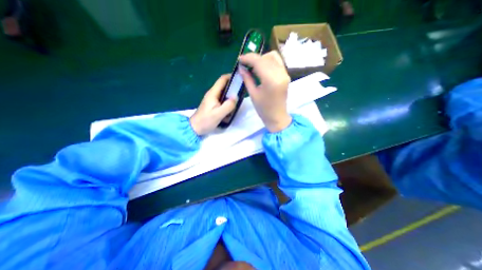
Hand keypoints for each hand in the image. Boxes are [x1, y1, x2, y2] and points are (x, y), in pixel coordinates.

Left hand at [191, 75, 237, 135]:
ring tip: (239, 97)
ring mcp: (212, 99)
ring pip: (223, 92)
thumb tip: (236, 97)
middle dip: (233, 85)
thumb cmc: (206, 121)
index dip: (231, 76)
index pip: (222, 79)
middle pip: (223, 85)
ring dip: (231, 93)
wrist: (195, 128)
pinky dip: (228, 100)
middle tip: (242, 90)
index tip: (240, 79)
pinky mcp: (213, 104)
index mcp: (213, 93)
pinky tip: (232, 105)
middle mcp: (212, 94)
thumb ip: (228, 105)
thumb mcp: (218, 114)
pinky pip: (222, 98)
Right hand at [239, 51, 291, 132]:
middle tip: (245, 63)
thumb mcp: (253, 94)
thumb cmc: (263, 109)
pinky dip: (268, 61)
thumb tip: (241, 68)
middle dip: (254, 58)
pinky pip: (277, 62)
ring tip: (253, 66)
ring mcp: (285, 74)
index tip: (239, 59)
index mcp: (271, 80)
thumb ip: (247, 79)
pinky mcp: (286, 75)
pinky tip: (261, 68)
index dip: (248, 58)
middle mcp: (280, 74)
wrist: (277, 117)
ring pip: (273, 57)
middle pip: (266, 57)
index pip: (259, 61)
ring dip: (262, 58)